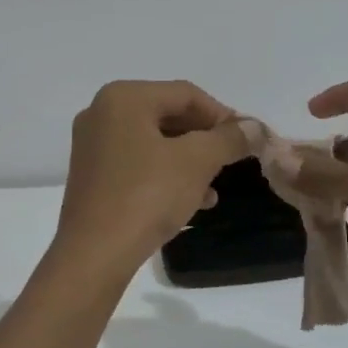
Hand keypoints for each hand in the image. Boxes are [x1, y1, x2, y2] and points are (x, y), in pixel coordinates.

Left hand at [55, 81, 249, 270]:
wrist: (95, 254)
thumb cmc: (146, 196)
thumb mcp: (197, 162)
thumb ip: (228, 139)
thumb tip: (255, 127)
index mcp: (123, 98)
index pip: (186, 94)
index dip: (223, 115)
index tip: (249, 139)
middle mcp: (101, 113)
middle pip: (168, 115)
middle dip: (205, 140)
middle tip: (234, 160)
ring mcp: (93, 146)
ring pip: (155, 143)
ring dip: (189, 161)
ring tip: (215, 188)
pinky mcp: (92, 176)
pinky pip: (138, 164)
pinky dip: (166, 175)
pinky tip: (192, 201)